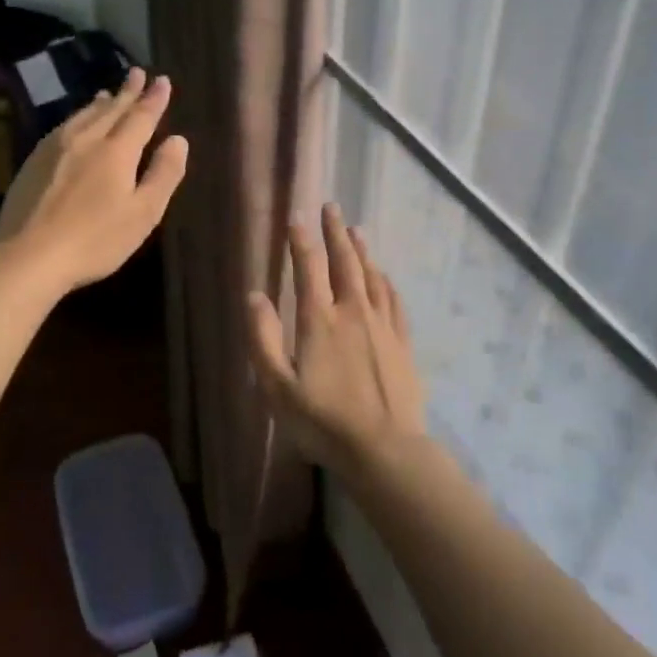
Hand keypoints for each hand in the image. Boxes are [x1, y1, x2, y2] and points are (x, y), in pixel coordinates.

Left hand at [0, 69, 188, 291]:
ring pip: (84, 115)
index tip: (162, 80)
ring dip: (100, 102)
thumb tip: (178, 140)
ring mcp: (55, 148)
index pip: (141, 117)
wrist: (28, 256)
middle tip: (137, 73)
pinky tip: (75, 123)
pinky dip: (78, 117)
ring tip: (107, 92)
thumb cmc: (95, 240)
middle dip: (127, 91)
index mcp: (117, 151)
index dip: (154, 99)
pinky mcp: (34, 161)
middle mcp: (86, 139)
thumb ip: (164, 174)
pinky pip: (63, 126)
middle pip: (111, 109)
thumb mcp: (143, 213)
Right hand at [247, 203, 426, 479]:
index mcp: (319, 320)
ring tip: (355, 229)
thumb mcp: (277, 387)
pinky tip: (383, 275)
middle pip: (344, 262)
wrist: (384, 449)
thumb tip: (255, 296)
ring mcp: (381, 325)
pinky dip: (386, 281)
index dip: (302, 239)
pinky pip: (393, 301)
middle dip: (335, 232)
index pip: (309, 267)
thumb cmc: (323, 421)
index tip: (298, 215)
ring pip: (371, 276)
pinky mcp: (401, 342)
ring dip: (361, 250)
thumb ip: (263, 339)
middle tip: (331, 207)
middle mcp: (352, 312)